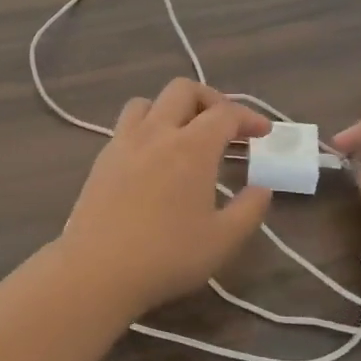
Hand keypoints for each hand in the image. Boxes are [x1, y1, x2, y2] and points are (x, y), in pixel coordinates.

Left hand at [58, 79, 272, 317]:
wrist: (98, 270)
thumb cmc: (167, 256)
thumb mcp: (223, 240)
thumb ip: (249, 210)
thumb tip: (261, 188)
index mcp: (192, 147)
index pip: (225, 113)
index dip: (249, 117)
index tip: (262, 133)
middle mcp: (157, 133)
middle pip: (183, 90)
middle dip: (210, 99)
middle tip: (225, 126)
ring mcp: (124, 142)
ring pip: (148, 102)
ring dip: (172, 108)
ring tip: (184, 135)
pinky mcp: (102, 159)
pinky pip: (126, 125)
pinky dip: (147, 127)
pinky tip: (153, 158)